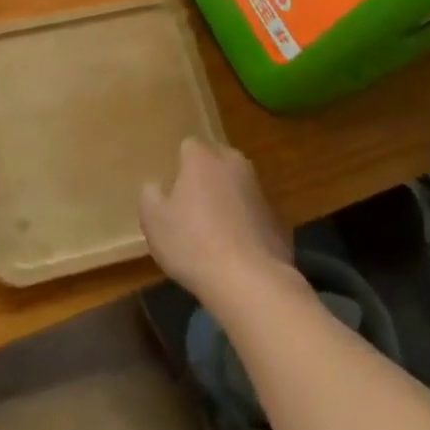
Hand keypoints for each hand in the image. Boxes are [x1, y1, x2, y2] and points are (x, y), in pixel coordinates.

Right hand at [140, 138, 296, 307]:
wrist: (250, 282)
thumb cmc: (192, 244)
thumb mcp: (153, 221)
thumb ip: (150, 196)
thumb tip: (155, 186)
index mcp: (203, 159)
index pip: (189, 146)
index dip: (179, 164)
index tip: (172, 187)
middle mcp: (235, 166)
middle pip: (218, 161)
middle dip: (207, 176)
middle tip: (192, 205)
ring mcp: (261, 192)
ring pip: (239, 187)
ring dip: (229, 200)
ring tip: (214, 232)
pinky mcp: (279, 220)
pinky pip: (255, 215)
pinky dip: (247, 226)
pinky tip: (237, 252)